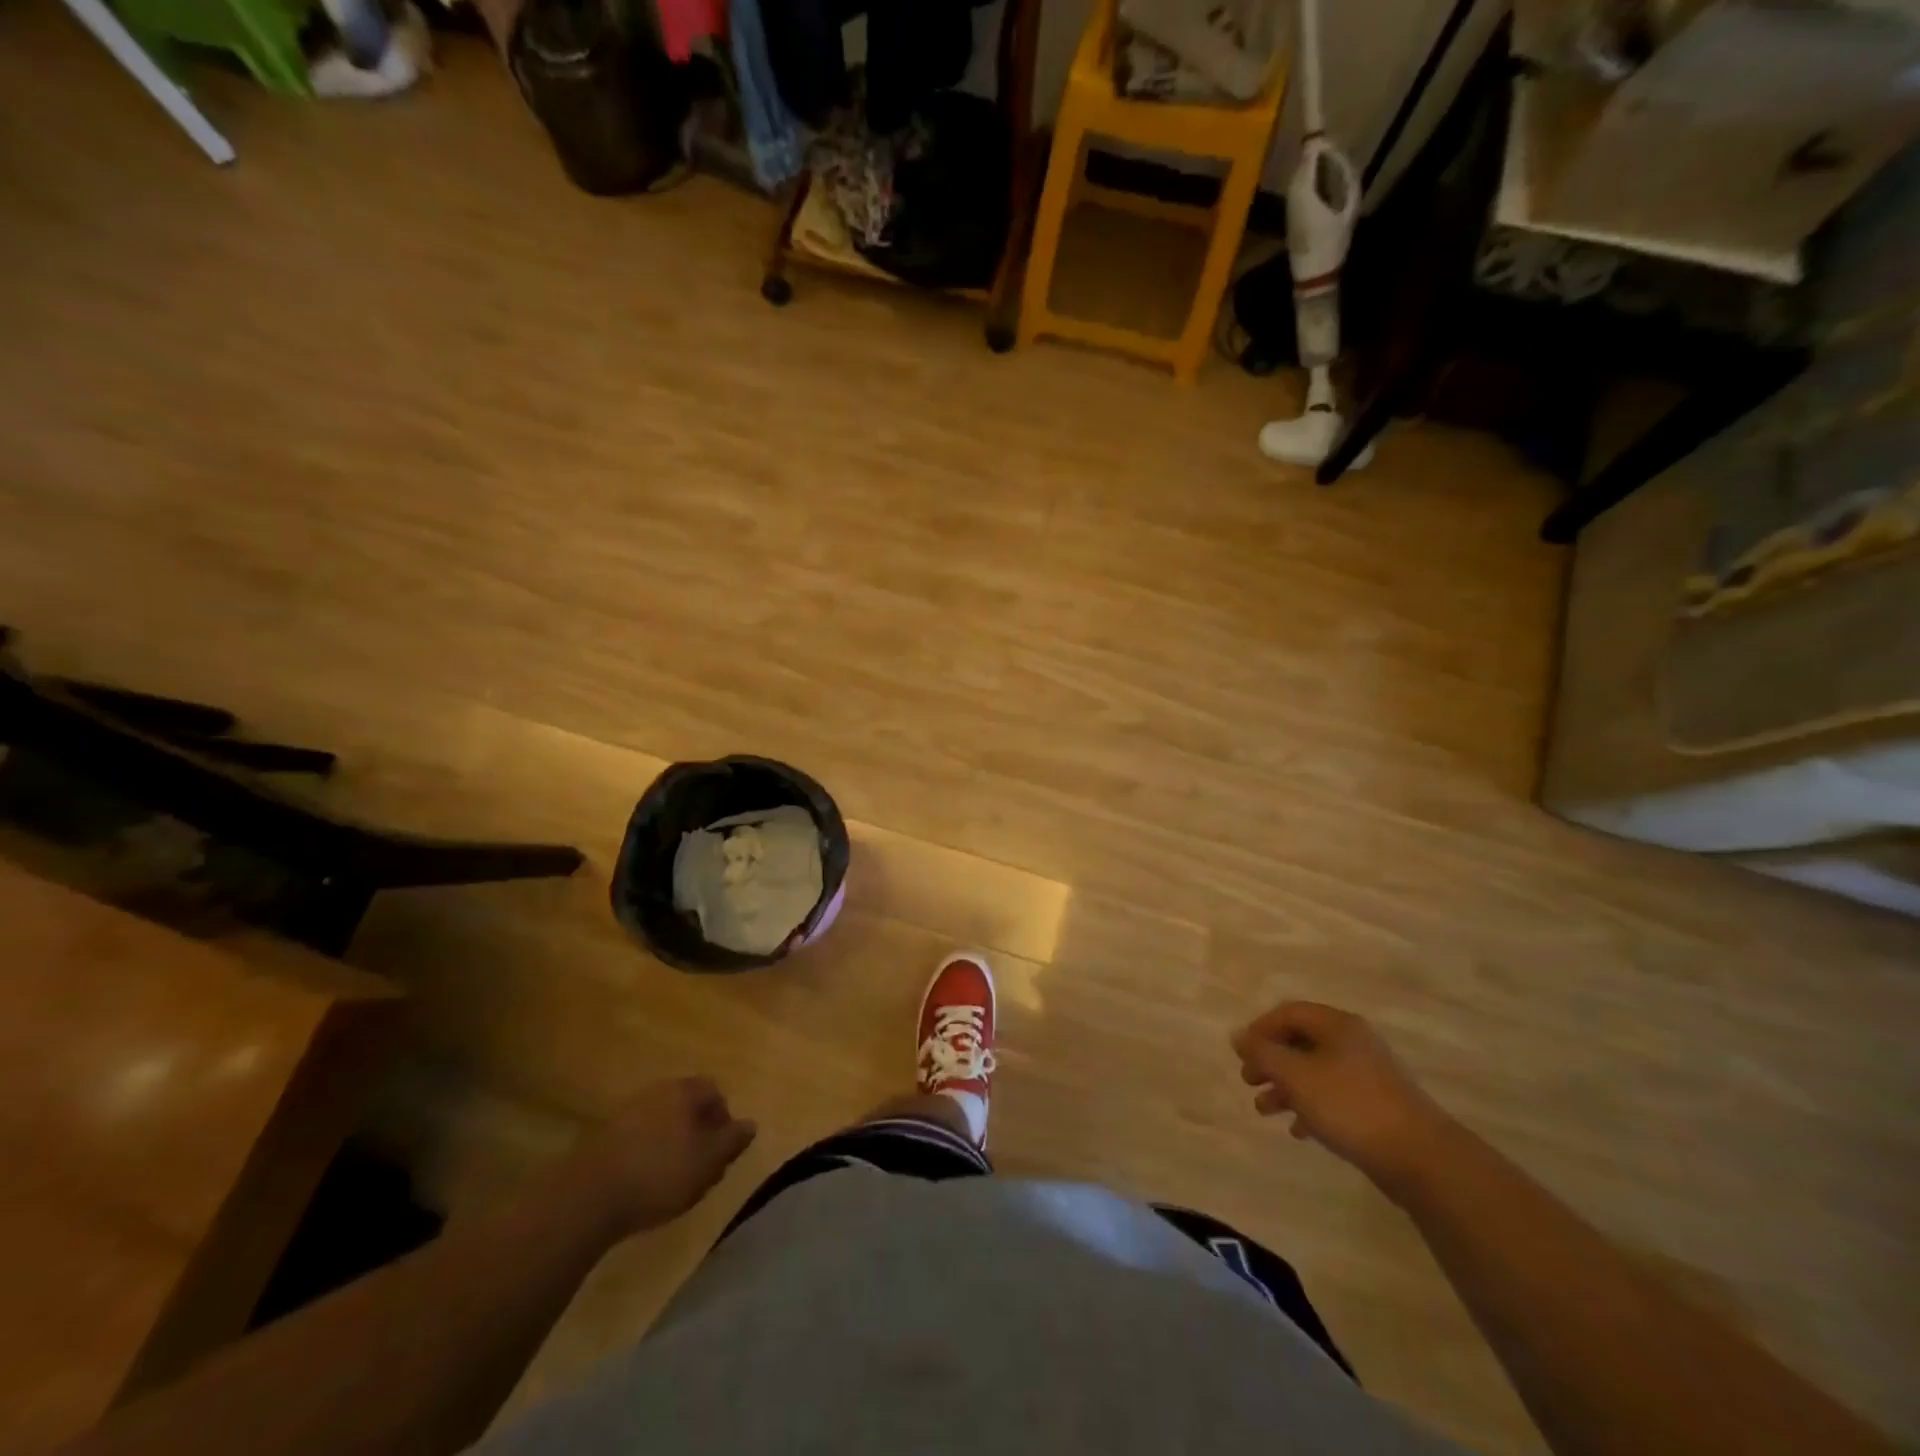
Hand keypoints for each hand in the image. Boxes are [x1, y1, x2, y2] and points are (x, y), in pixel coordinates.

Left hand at [561, 1077, 756, 1238]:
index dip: (723, 1119)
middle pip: (685, 1105)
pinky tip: (641, 1184)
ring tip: (670, 1180)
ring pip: (659, 1122)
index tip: (722, 1151)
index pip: (714, 1091)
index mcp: (683, 1091)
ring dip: (669, 1145)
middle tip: (700, 1168)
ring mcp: (624, 1112)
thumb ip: (732, 1141)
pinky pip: (634, 1139)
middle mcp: (655, 1092)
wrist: (587, 1197)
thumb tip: (751, 1124)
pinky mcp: (600, 1137)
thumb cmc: (660, 1174)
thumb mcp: (708, 1162)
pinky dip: (644, 1156)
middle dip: (696, 1132)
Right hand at [1232, 1002, 1452, 1193]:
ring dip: (1286, 1087)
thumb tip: (1237, 1035)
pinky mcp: (1377, 1105)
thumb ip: (1263, 1054)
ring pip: (1315, 1071)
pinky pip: (1333, 1096)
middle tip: (1249, 1081)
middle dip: (1271, 1061)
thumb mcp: (1296, 1076)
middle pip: (1300, 1041)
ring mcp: (1368, 1074)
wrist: (1421, 1158)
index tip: (1242, 1054)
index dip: (1260, 1029)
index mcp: (1337, 1025)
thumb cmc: (1351, 1106)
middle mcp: (1353, 1042)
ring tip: (1265, 1110)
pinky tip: (1299, 1130)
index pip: (1288, 1012)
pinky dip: (1311, 1107)